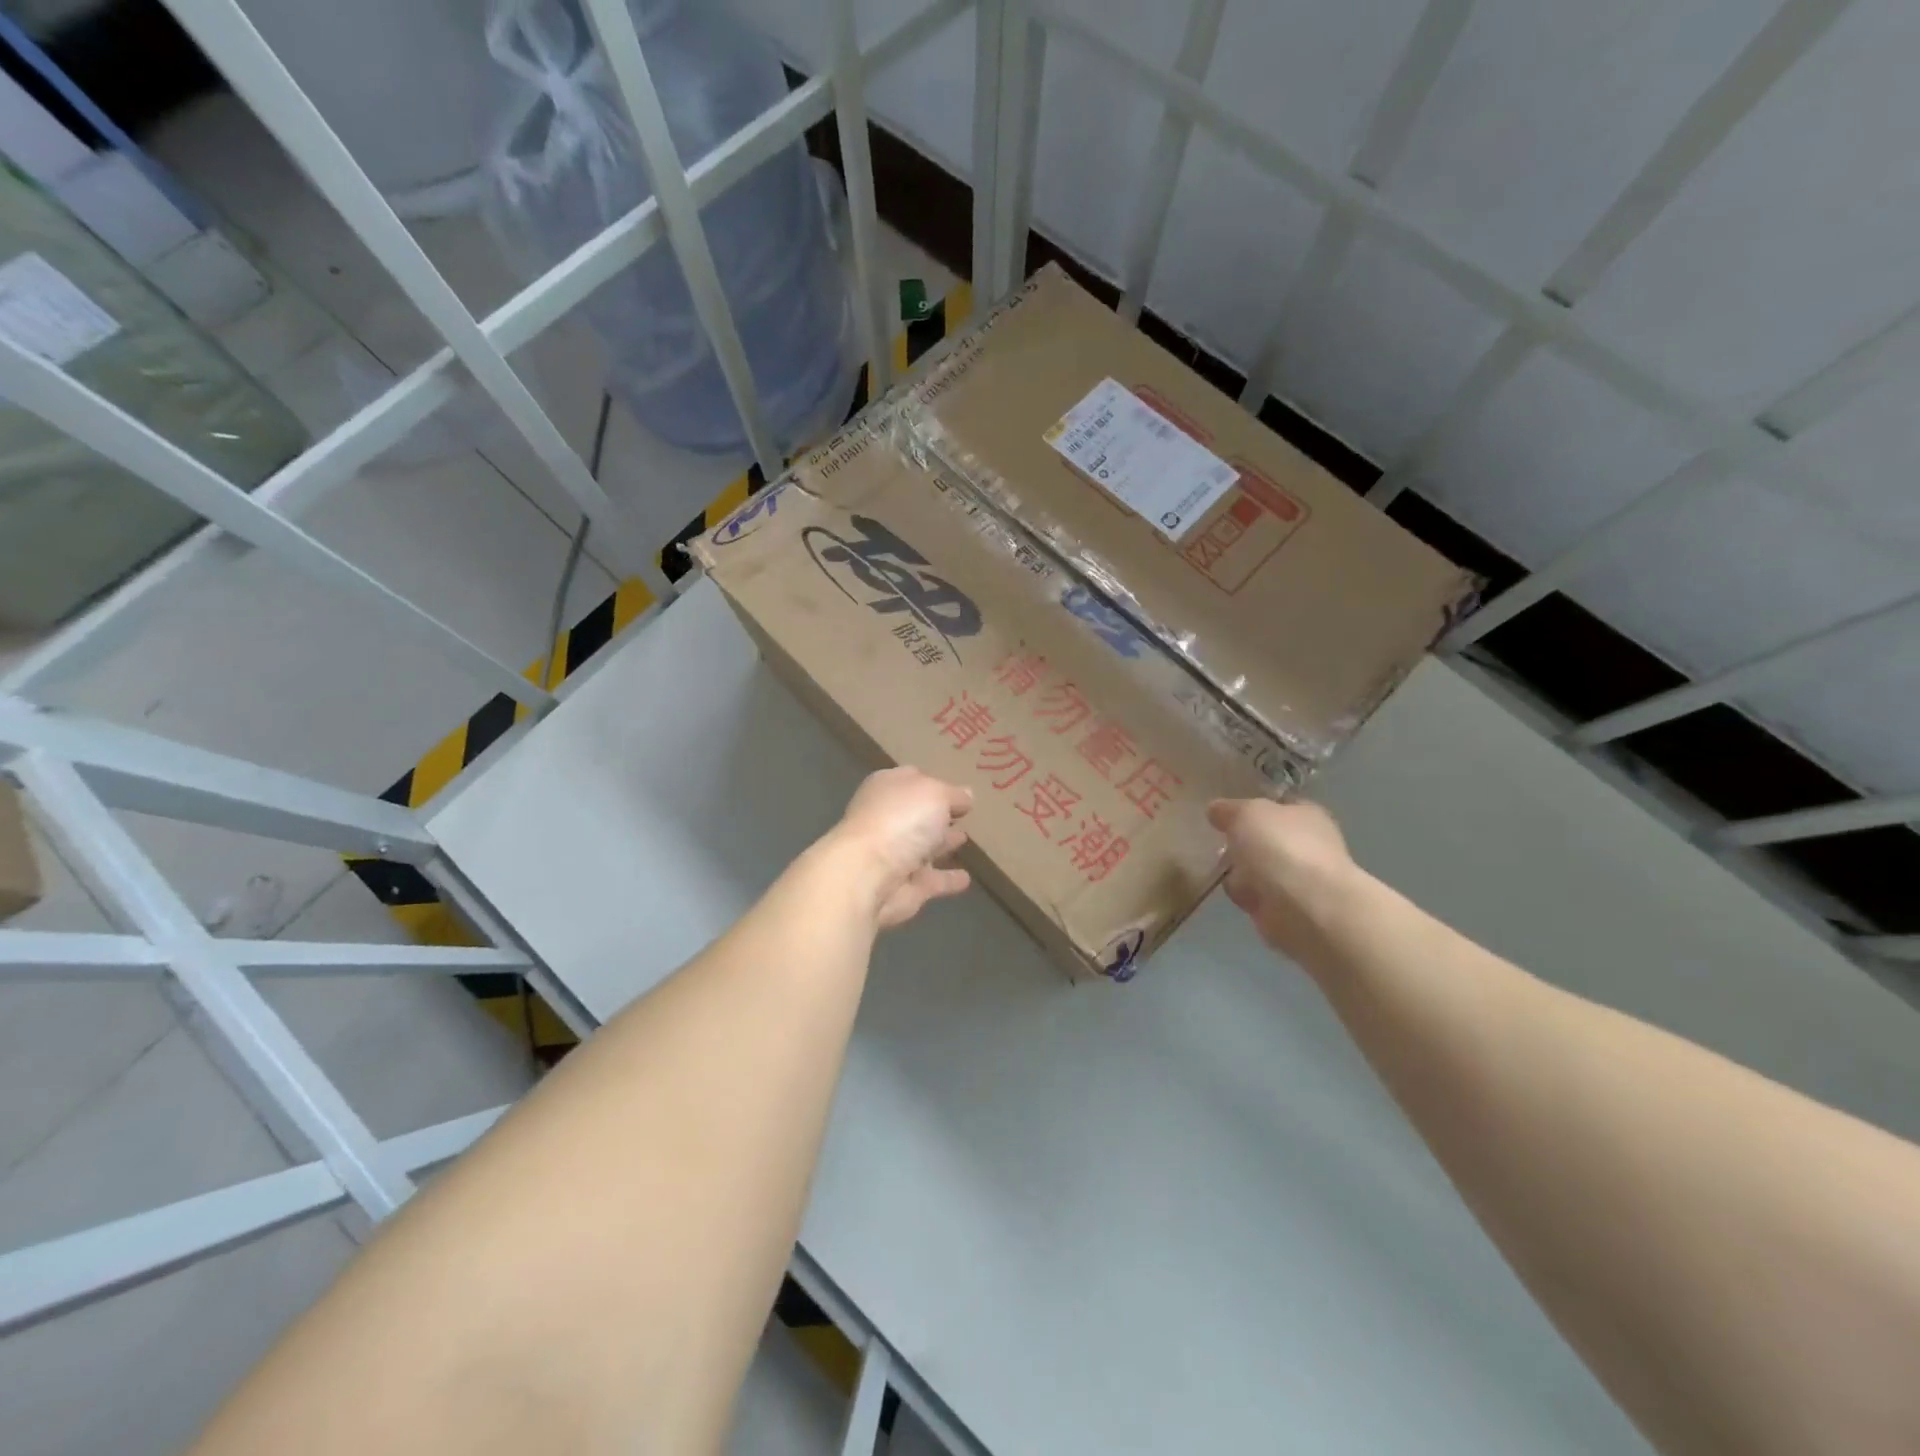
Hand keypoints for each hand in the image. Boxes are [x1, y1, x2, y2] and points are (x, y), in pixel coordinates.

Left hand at [829, 768, 973, 928]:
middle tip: (963, 814)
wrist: (868, 876)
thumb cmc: (900, 821)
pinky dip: (947, 880)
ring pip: (923, 847)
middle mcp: (887, 820)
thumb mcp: (935, 793)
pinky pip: (932, 881)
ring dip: (942, 844)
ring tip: (965, 839)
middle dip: (937, 815)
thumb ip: (953, 794)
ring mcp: (894, 855)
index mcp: (887, 789)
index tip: (960, 791)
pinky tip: (966, 878)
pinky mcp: (904, 887)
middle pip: (917, 815)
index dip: (935, 783)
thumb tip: (967, 795)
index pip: (912, 780)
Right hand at [1207, 798, 1357, 963]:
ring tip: (1222, 871)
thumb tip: (1216, 810)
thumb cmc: (1281, 848)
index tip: (1225, 813)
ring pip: (1258, 869)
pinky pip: (1257, 896)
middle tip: (1219, 843)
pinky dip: (1246, 896)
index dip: (1252, 807)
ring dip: (1240, 872)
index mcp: (1307, 814)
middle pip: (1265, 839)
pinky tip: (1237, 895)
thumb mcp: (1246, 813)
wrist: (1306, 908)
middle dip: (1242, 843)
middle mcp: (1308, 845)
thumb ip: (1229, 809)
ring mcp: (1300, 879)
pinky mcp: (1289, 910)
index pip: (1278, 805)